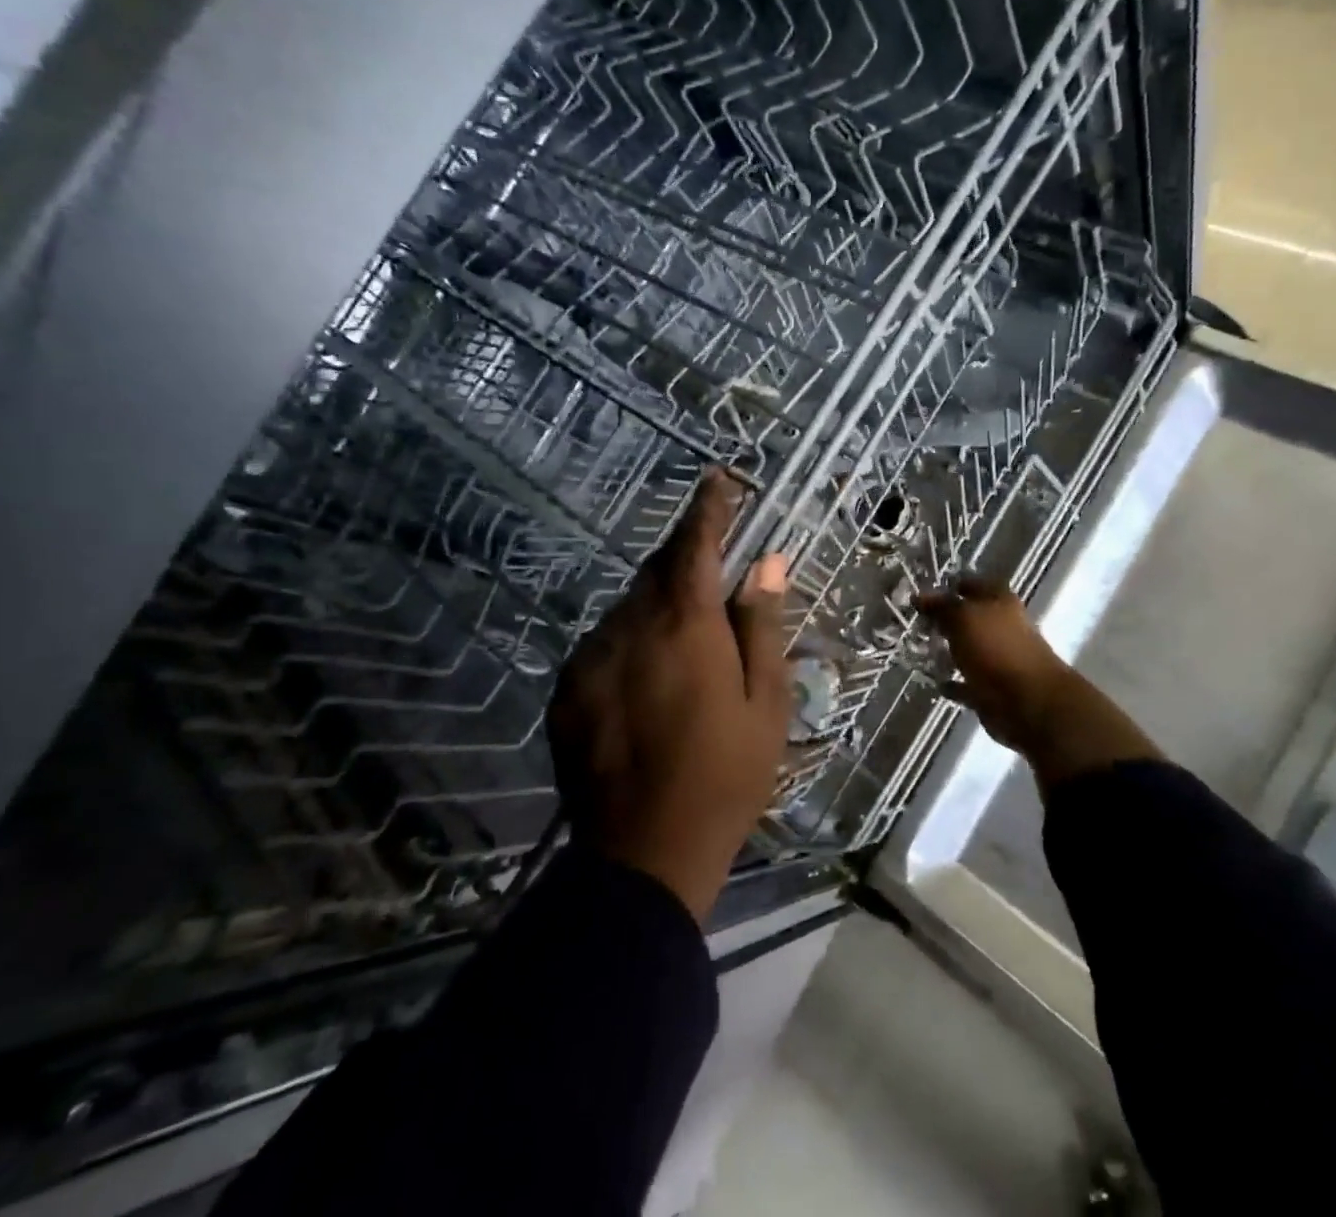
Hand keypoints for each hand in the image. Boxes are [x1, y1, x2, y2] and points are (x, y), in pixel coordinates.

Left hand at [547, 468, 791, 919]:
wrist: (645, 855)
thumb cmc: (726, 775)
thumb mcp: (766, 702)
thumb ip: (762, 625)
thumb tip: (767, 562)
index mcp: (686, 626)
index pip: (696, 545)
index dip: (710, 508)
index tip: (720, 479)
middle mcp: (630, 627)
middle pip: (658, 571)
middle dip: (686, 560)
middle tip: (713, 574)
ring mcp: (591, 658)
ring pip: (629, 607)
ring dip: (658, 606)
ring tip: (685, 644)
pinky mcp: (567, 691)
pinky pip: (603, 644)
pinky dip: (630, 642)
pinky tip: (648, 681)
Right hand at [913, 575, 1074, 753]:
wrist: (1027, 702)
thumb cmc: (995, 648)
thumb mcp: (962, 618)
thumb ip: (940, 606)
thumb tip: (918, 596)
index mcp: (999, 601)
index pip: (972, 583)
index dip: (949, 586)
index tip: (922, 593)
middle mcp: (1001, 626)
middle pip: (970, 617)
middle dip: (945, 620)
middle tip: (915, 622)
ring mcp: (999, 658)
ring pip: (968, 649)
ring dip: (947, 651)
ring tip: (918, 650)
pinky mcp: (992, 688)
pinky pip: (967, 681)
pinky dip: (953, 682)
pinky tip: (933, 680)